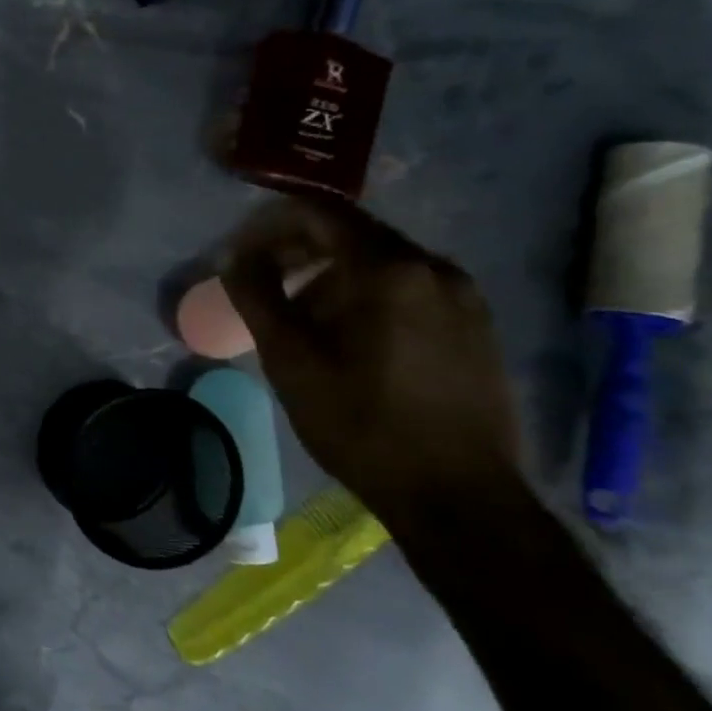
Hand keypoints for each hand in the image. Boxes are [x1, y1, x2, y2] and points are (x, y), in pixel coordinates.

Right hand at [221, 198, 525, 523]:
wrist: (458, 496)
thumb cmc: (361, 424)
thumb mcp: (291, 360)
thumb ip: (257, 297)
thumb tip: (234, 257)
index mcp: (390, 270)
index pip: (320, 215)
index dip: (271, 225)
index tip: (241, 253)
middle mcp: (435, 268)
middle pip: (354, 234)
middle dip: (301, 250)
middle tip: (264, 282)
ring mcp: (465, 297)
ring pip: (384, 263)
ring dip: (334, 275)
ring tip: (302, 316)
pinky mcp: (477, 326)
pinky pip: (412, 288)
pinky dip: (370, 294)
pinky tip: (350, 336)